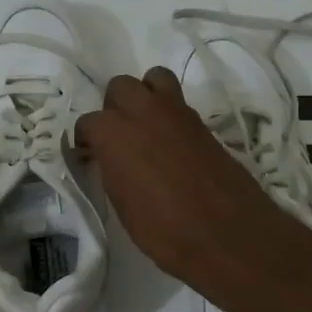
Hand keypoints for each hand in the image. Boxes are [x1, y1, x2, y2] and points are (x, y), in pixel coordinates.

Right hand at [76, 67, 305, 294]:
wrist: (225, 233)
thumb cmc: (163, 228)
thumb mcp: (122, 205)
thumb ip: (112, 171)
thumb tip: (111, 160)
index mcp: (113, 132)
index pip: (88, 123)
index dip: (86, 141)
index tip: (89, 157)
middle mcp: (142, 111)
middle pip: (120, 87)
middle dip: (115, 107)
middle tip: (119, 136)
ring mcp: (176, 112)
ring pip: (154, 79)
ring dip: (146, 95)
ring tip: (147, 126)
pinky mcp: (203, 122)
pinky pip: (179, 103)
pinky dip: (171, 114)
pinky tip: (172, 144)